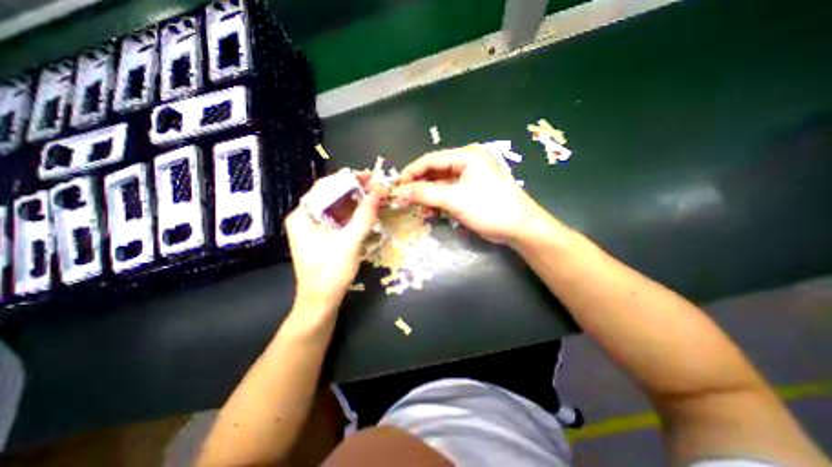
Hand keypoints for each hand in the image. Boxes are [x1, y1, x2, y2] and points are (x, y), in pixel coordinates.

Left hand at [283, 174, 379, 308]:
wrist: (321, 301)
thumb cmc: (331, 271)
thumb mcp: (350, 241)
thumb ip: (364, 216)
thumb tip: (378, 193)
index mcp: (303, 215)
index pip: (325, 187)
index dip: (348, 179)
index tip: (369, 176)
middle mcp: (306, 218)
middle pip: (332, 196)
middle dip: (355, 191)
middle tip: (376, 187)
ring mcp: (314, 228)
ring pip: (337, 207)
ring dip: (356, 202)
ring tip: (375, 198)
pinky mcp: (323, 237)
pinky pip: (339, 219)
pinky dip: (354, 215)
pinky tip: (367, 212)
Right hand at [397, 144, 556, 245]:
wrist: (518, 227)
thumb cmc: (488, 207)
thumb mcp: (454, 199)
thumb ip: (425, 193)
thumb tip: (400, 192)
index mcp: (465, 156)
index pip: (431, 160)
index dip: (412, 172)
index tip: (397, 186)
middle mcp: (466, 164)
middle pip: (435, 172)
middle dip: (419, 185)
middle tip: (404, 199)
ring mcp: (468, 179)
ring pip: (440, 185)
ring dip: (427, 196)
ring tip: (416, 207)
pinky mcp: (469, 193)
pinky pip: (448, 194)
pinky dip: (437, 202)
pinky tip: (429, 211)